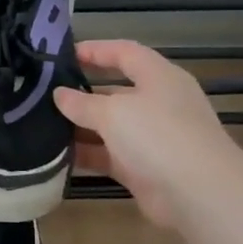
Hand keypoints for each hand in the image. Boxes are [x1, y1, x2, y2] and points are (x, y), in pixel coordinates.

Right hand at [53, 40, 242, 229]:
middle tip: (44, 95)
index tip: (62, 55)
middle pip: (115, 91)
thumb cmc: (158, 136)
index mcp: (158, 77)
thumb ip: (82, 103)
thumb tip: (59, 94)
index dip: (95, 50)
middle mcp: (157, 103)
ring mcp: (152, 138)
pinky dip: (87, 154)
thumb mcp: (114, 113)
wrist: (198, 193)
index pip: (125, 53)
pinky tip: (57, 156)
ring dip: (80, 127)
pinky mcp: (144, 168)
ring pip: (110, 126)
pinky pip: (109, 155)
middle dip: (81, 93)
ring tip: (43, 125)